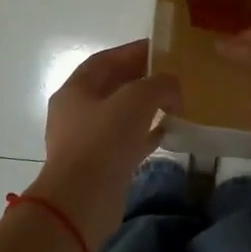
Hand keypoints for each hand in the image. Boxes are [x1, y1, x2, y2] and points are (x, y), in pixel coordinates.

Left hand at [27, 40, 181, 238]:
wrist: (82, 202)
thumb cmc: (104, 141)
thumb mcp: (136, 99)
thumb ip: (159, 84)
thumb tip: (172, 89)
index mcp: (76, 89)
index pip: (106, 60)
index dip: (133, 52)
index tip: (161, 49)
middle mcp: (76, 112)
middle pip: (112, 87)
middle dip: (142, 80)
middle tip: (172, 77)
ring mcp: (86, 141)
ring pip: (120, 116)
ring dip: (146, 108)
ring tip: (174, 103)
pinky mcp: (99, 166)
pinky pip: (126, 142)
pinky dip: (146, 134)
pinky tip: (168, 132)